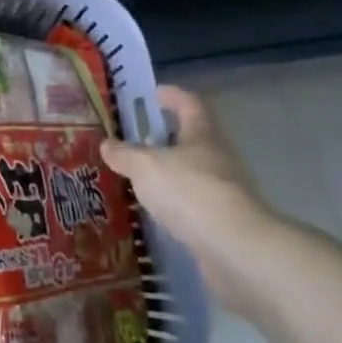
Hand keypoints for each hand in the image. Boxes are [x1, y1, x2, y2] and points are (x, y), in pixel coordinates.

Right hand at [101, 86, 280, 309]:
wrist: (235, 248)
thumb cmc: (188, 191)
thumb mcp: (144, 166)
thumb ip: (124, 154)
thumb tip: (107, 144)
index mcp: (202, 135)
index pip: (189, 104)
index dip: (172, 96)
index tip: (154, 94)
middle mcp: (218, 158)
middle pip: (193, 139)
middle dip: (167, 137)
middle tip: (136, 139)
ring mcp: (225, 191)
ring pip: (193, 172)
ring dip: (171, 172)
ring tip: (140, 177)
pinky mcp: (224, 222)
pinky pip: (194, 203)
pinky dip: (176, 202)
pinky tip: (156, 210)